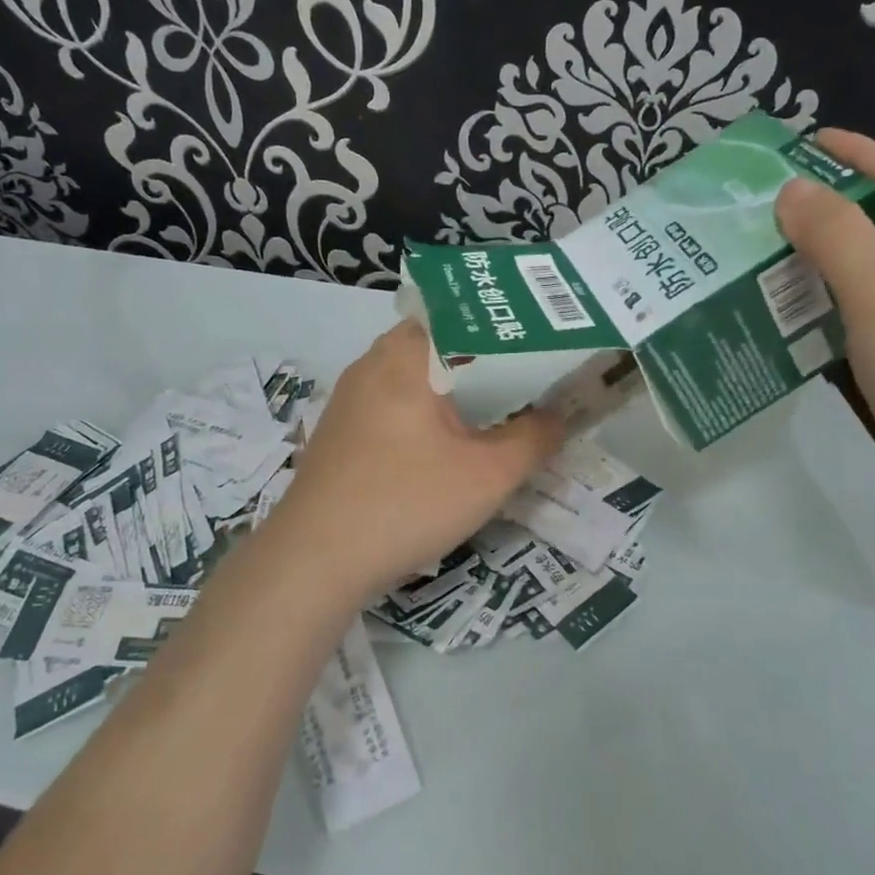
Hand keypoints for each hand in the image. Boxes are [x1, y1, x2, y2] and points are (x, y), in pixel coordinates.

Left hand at [265, 321, 564, 602]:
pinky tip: (446, 442)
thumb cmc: (406, 503)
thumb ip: (533, 438)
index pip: (461, 314)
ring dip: (453, 388)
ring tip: (497, 407)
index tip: (540, 341)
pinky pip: (393, 403)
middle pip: (438, 343)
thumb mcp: (488, 476)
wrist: (314, 560)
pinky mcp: (340, 430)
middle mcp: (371, 363)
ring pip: (413, 375)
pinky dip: (425, 411)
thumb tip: (560, 415)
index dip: (504, 325)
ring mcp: (350, 397)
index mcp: (405, 355)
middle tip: (529, 376)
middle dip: (484, 360)